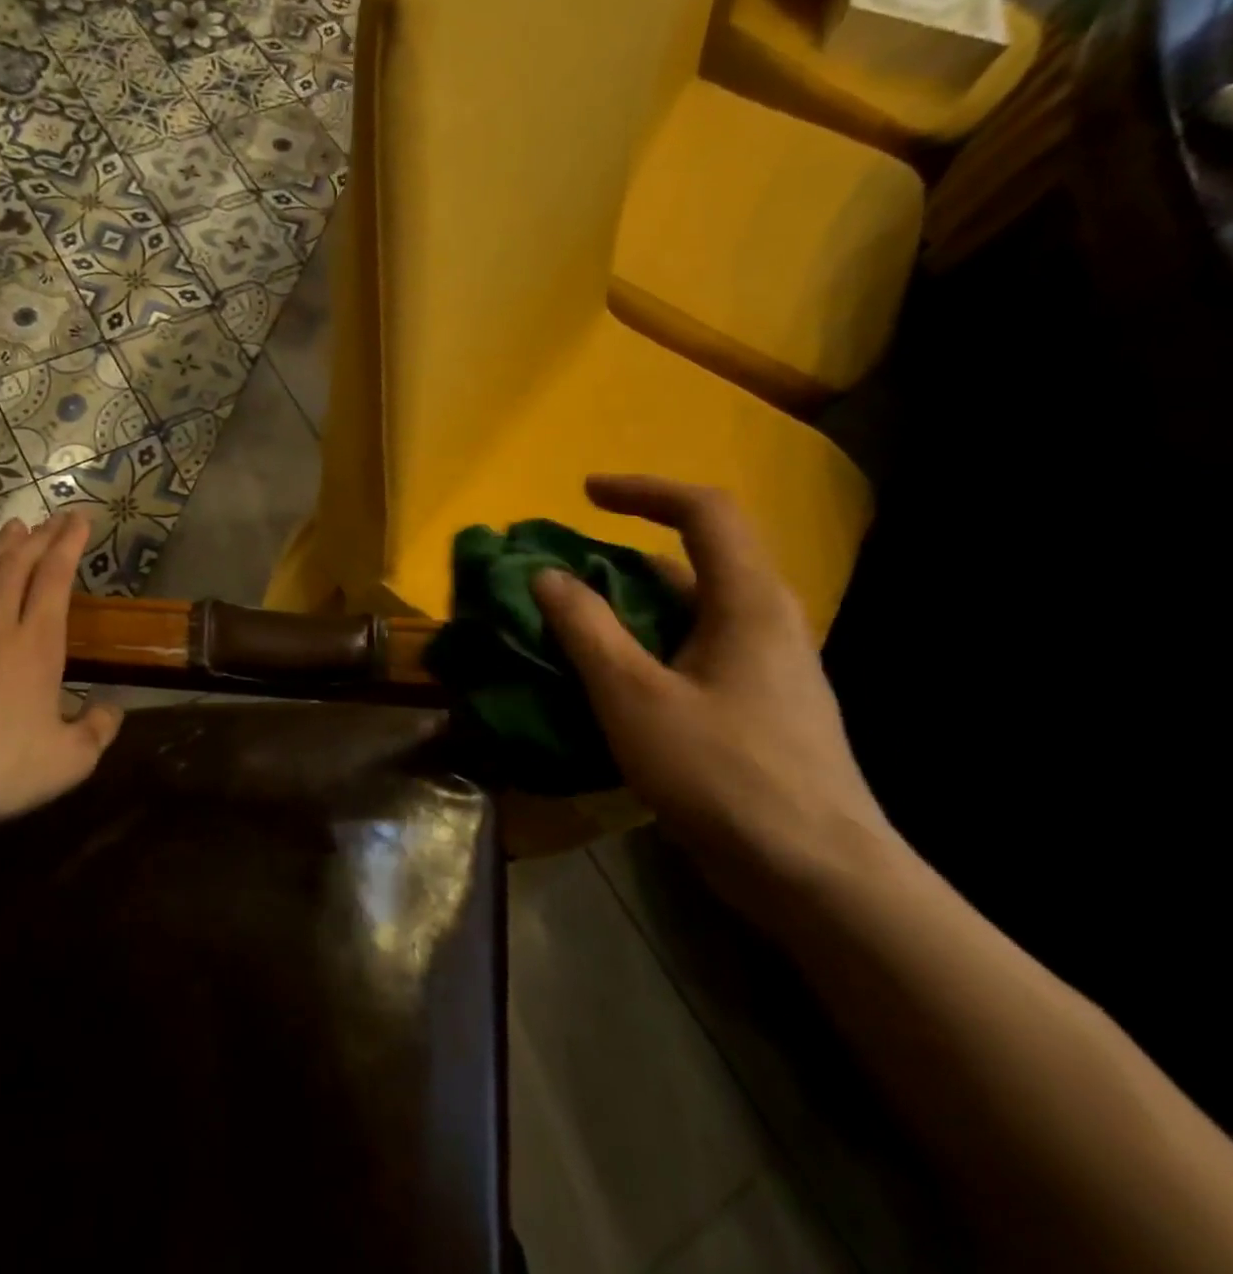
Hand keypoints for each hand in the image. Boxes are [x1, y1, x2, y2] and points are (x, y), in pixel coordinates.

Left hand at [0, 513, 122, 847]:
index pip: (55, 580)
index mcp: (38, 646)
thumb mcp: (70, 761)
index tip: (80, 519)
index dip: (69, 545)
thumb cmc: (2, 770)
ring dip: (0, 547)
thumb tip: (111, 710)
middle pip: (18, 568)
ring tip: (14, 526)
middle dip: (40, 538)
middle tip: (54, 518)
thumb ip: (97, 731)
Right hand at [533, 475, 897, 923]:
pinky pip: (696, 650)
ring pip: (692, 611)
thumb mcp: (633, 696)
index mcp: (747, 602)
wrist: (818, 877)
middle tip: (566, 572)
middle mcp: (766, 621)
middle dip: (624, 554)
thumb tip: (547, 576)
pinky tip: (611, 682)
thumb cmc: (723, 774)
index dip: (644, 490)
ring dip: (632, 606)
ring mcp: (768, 667)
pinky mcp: (760, 706)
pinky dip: (649, 646)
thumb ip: (587, 629)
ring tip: (574, 625)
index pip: (704, 511)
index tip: (585, 493)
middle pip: (695, 560)